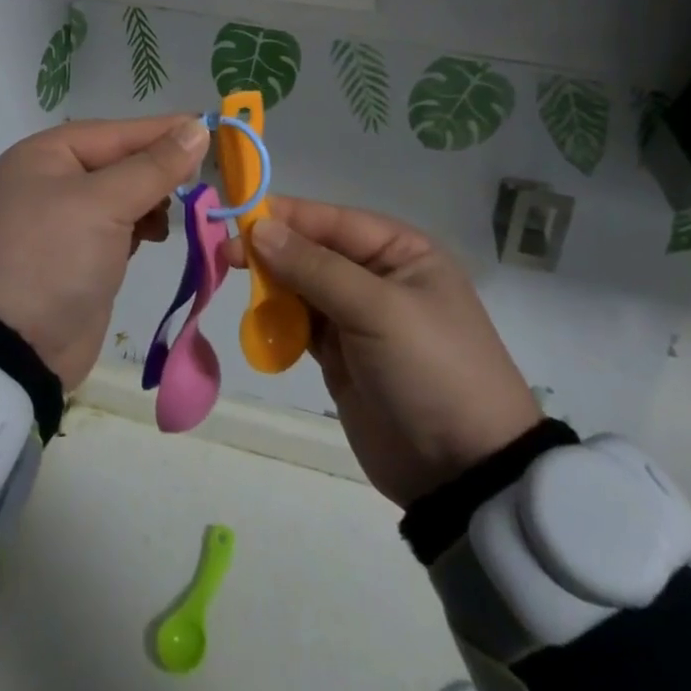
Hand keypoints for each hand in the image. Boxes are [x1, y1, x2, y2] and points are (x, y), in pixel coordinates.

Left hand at [0, 115, 210, 390]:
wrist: (12, 352)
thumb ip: (154, 166)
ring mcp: (62, 222)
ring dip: (152, 200)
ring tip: (177, 212)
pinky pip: (117, 228)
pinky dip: (140, 227)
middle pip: (119, 162)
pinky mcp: (77, 257)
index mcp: (45, 155)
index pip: (116, 132)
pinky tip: (157, 235)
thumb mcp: (104, 204)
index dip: (163, 130)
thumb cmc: (53, 258)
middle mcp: (50, 181)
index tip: (211, 128)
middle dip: (159, 169)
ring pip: (121, 195)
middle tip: (203, 178)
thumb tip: (197, 128)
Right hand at [227, 197, 540, 507]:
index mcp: (400, 251)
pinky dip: (277, 325)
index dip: (283, 217)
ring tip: (247, 302)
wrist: (465, 473)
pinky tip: (261, 330)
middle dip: (271, 254)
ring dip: (271, 291)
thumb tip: (259, 228)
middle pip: (311, 251)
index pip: (331, 220)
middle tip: (225, 260)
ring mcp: (358, 317)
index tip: (235, 221)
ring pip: (299, 286)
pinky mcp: (341, 355)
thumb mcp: (377, 310)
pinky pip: (299, 325)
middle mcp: (377, 276)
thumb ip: (315, 267)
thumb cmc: (431, 370)